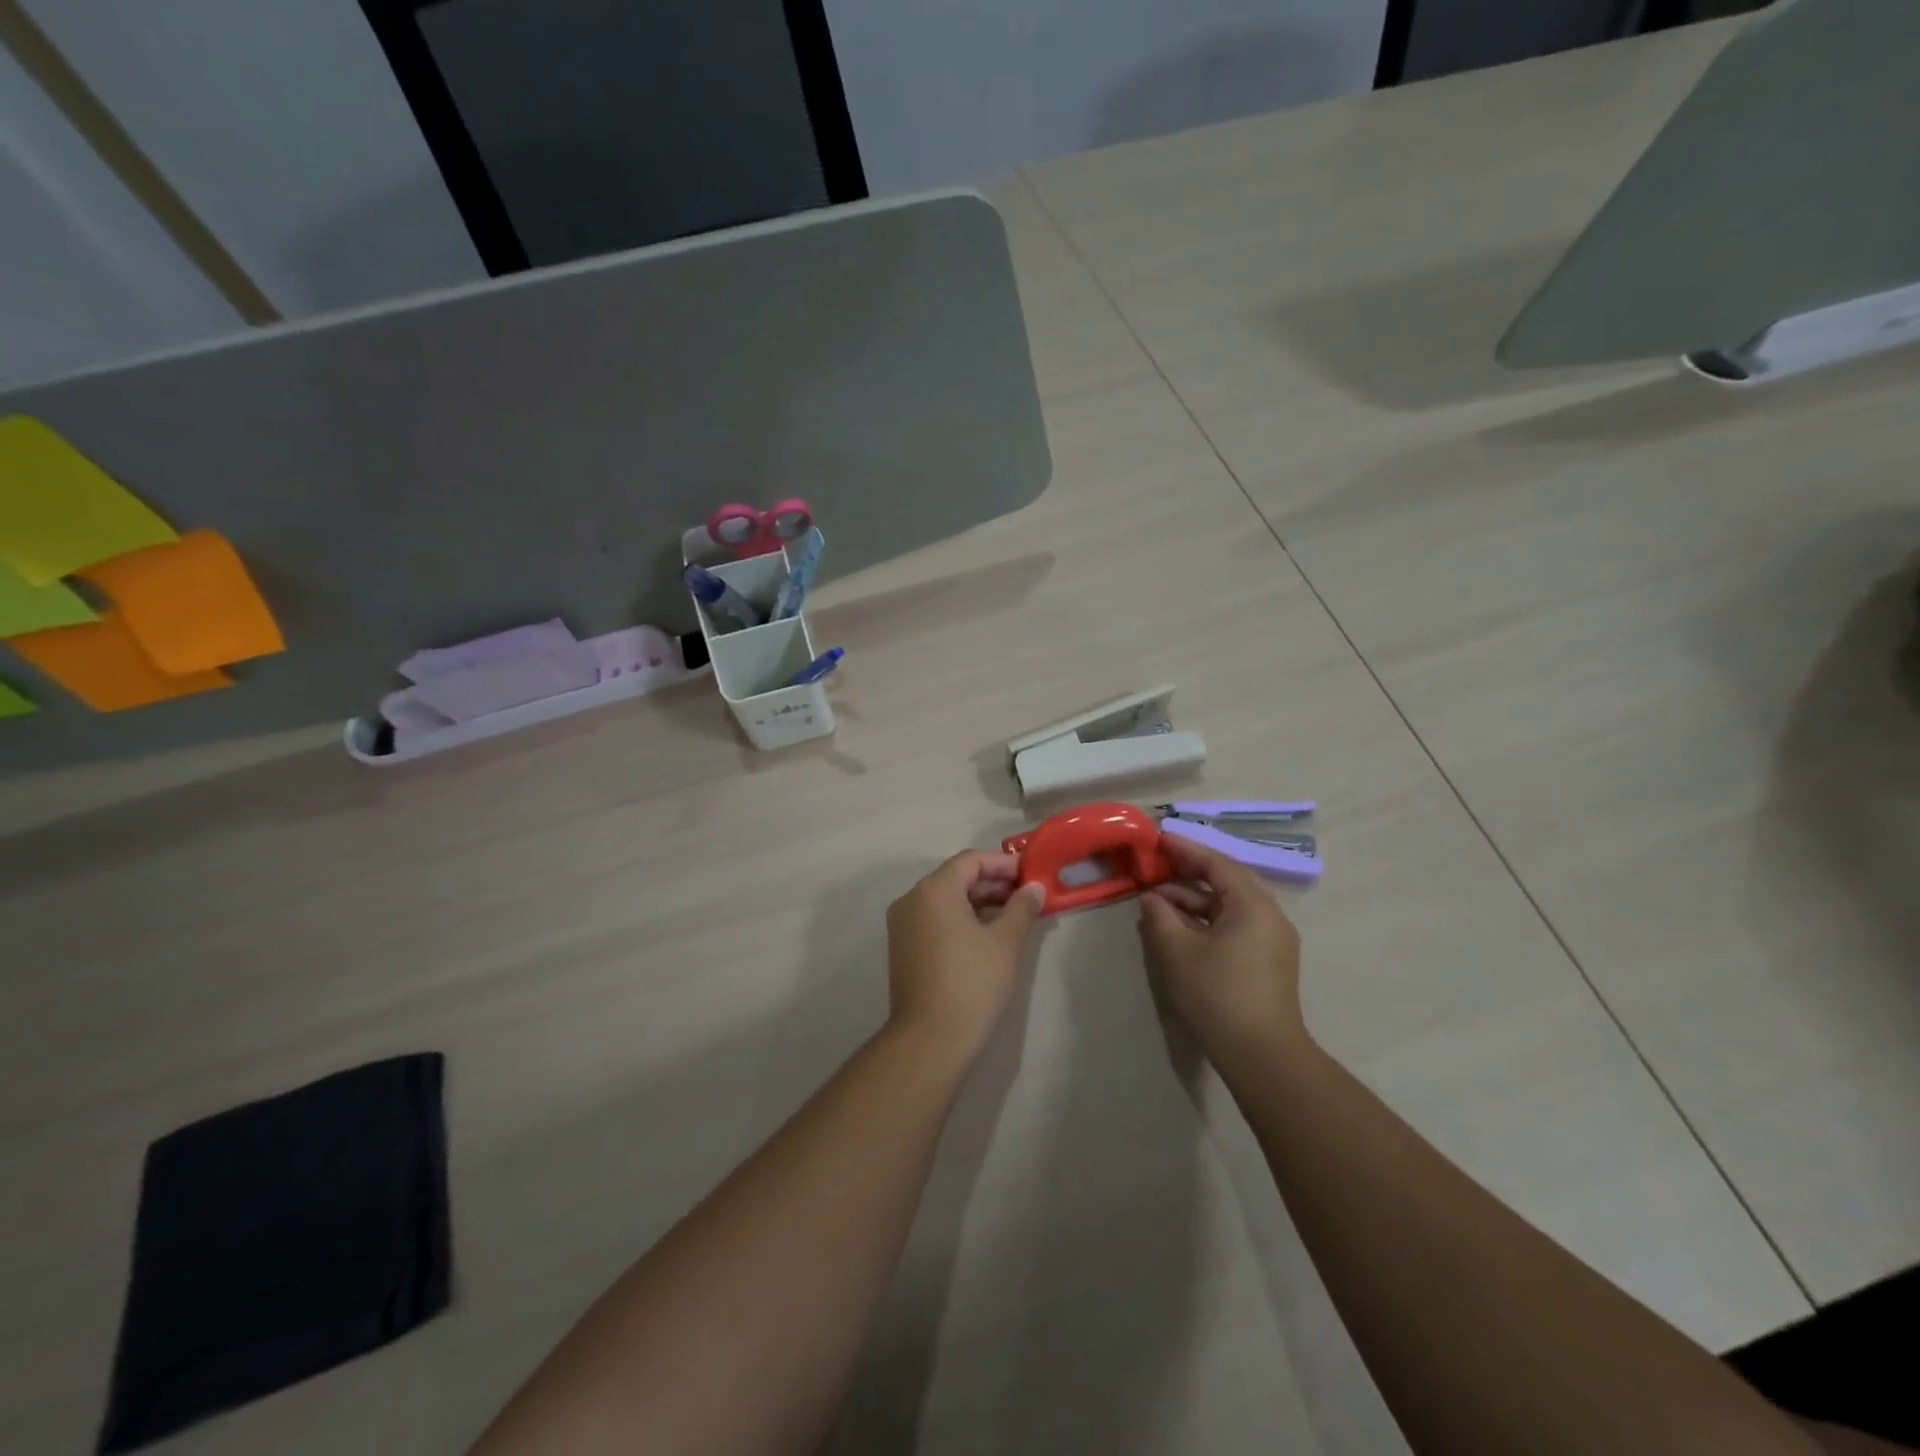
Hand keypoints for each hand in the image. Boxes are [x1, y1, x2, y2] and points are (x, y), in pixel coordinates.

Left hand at [885, 851, 1046, 1064]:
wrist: (930, 1038)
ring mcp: (903, 925)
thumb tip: (1035, 888)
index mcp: (934, 889)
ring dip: (978, 902)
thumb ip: (1022, 908)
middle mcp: (912, 899)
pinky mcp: (903, 948)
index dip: (1003, 864)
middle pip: (956, 878)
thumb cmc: (972, 982)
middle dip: (992, 883)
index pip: (971, 860)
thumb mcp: (1005, 942)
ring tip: (1013, 915)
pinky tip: (987, 934)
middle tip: (1026, 896)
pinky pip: (935, 920)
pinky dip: (961, 919)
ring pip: (946, 900)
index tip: (1030, 874)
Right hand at [1138, 834, 1308, 1082]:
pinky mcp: (1267, 962)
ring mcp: (1271, 940)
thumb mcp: (1178, 951)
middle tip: (1156, 865)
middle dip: (1189, 871)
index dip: (1185, 849)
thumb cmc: (1218, 995)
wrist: (1263, 1056)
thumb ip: (1160, 916)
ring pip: (1229, 905)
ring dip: (1194, 899)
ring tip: (1157, 902)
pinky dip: (1206, 920)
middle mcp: (1269, 915)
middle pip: (1226, 880)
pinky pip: (1234, 925)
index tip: (1158, 839)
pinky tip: (1178, 927)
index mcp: (1253, 905)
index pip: (1216, 863)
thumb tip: (1151, 898)